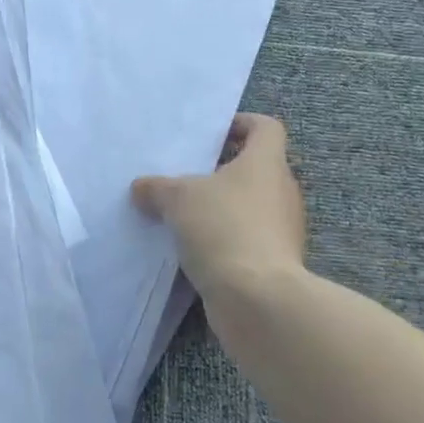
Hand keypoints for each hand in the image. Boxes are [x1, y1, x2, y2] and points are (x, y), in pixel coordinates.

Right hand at [132, 114, 306, 304]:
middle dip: (223, 171)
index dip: (242, 123)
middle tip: (187, 176)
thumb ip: (157, 188)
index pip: (265, 128)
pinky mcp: (275, 262)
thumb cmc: (223, 228)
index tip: (213, 134)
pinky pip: (247, 239)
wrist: (257, 299)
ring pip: (251, 206)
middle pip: (257, 168)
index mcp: (266, 163)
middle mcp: (281, 191)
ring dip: (222, 208)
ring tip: (184, 214)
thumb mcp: (178, 198)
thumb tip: (141, 188)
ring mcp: (282, 230)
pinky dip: (224, 239)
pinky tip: (194, 248)